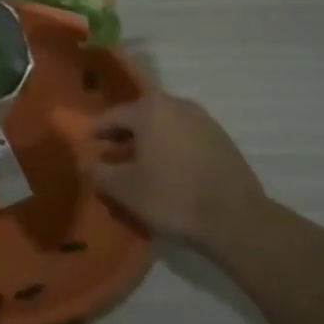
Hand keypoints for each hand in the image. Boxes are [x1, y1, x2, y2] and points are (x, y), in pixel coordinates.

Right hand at [89, 92, 267, 253]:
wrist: (236, 219)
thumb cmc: (172, 197)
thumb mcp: (126, 190)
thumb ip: (100, 174)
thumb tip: (87, 165)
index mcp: (151, 110)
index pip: (115, 114)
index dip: (98, 128)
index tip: (87, 140)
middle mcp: (177, 104)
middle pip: (142, 114)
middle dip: (124, 131)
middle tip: (110, 149)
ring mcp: (204, 120)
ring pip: (166, 123)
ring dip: (150, 137)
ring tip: (139, 159)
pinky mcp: (222, 138)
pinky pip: (186, 134)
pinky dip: (171, 144)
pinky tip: (168, 167)